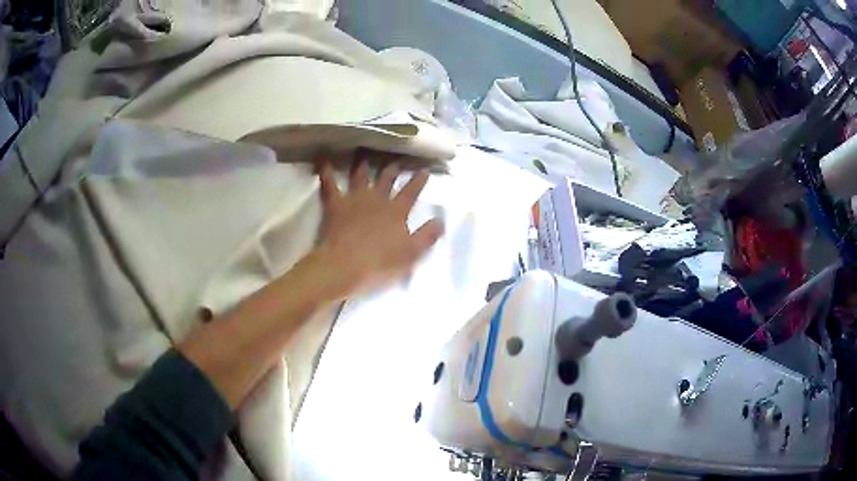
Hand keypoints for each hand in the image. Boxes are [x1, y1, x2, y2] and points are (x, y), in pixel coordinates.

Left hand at [314, 159, 443, 298]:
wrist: (345, 266)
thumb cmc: (380, 264)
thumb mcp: (411, 254)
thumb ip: (427, 236)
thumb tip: (440, 220)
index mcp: (396, 211)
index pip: (411, 192)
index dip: (418, 181)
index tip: (424, 170)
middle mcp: (377, 199)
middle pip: (386, 179)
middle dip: (393, 169)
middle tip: (396, 160)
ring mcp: (355, 199)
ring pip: (360, 176)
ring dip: (364, 165)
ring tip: (365, 156)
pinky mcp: (335, 205)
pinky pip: (329, 184)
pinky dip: (326, 171)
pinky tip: (324, 160)